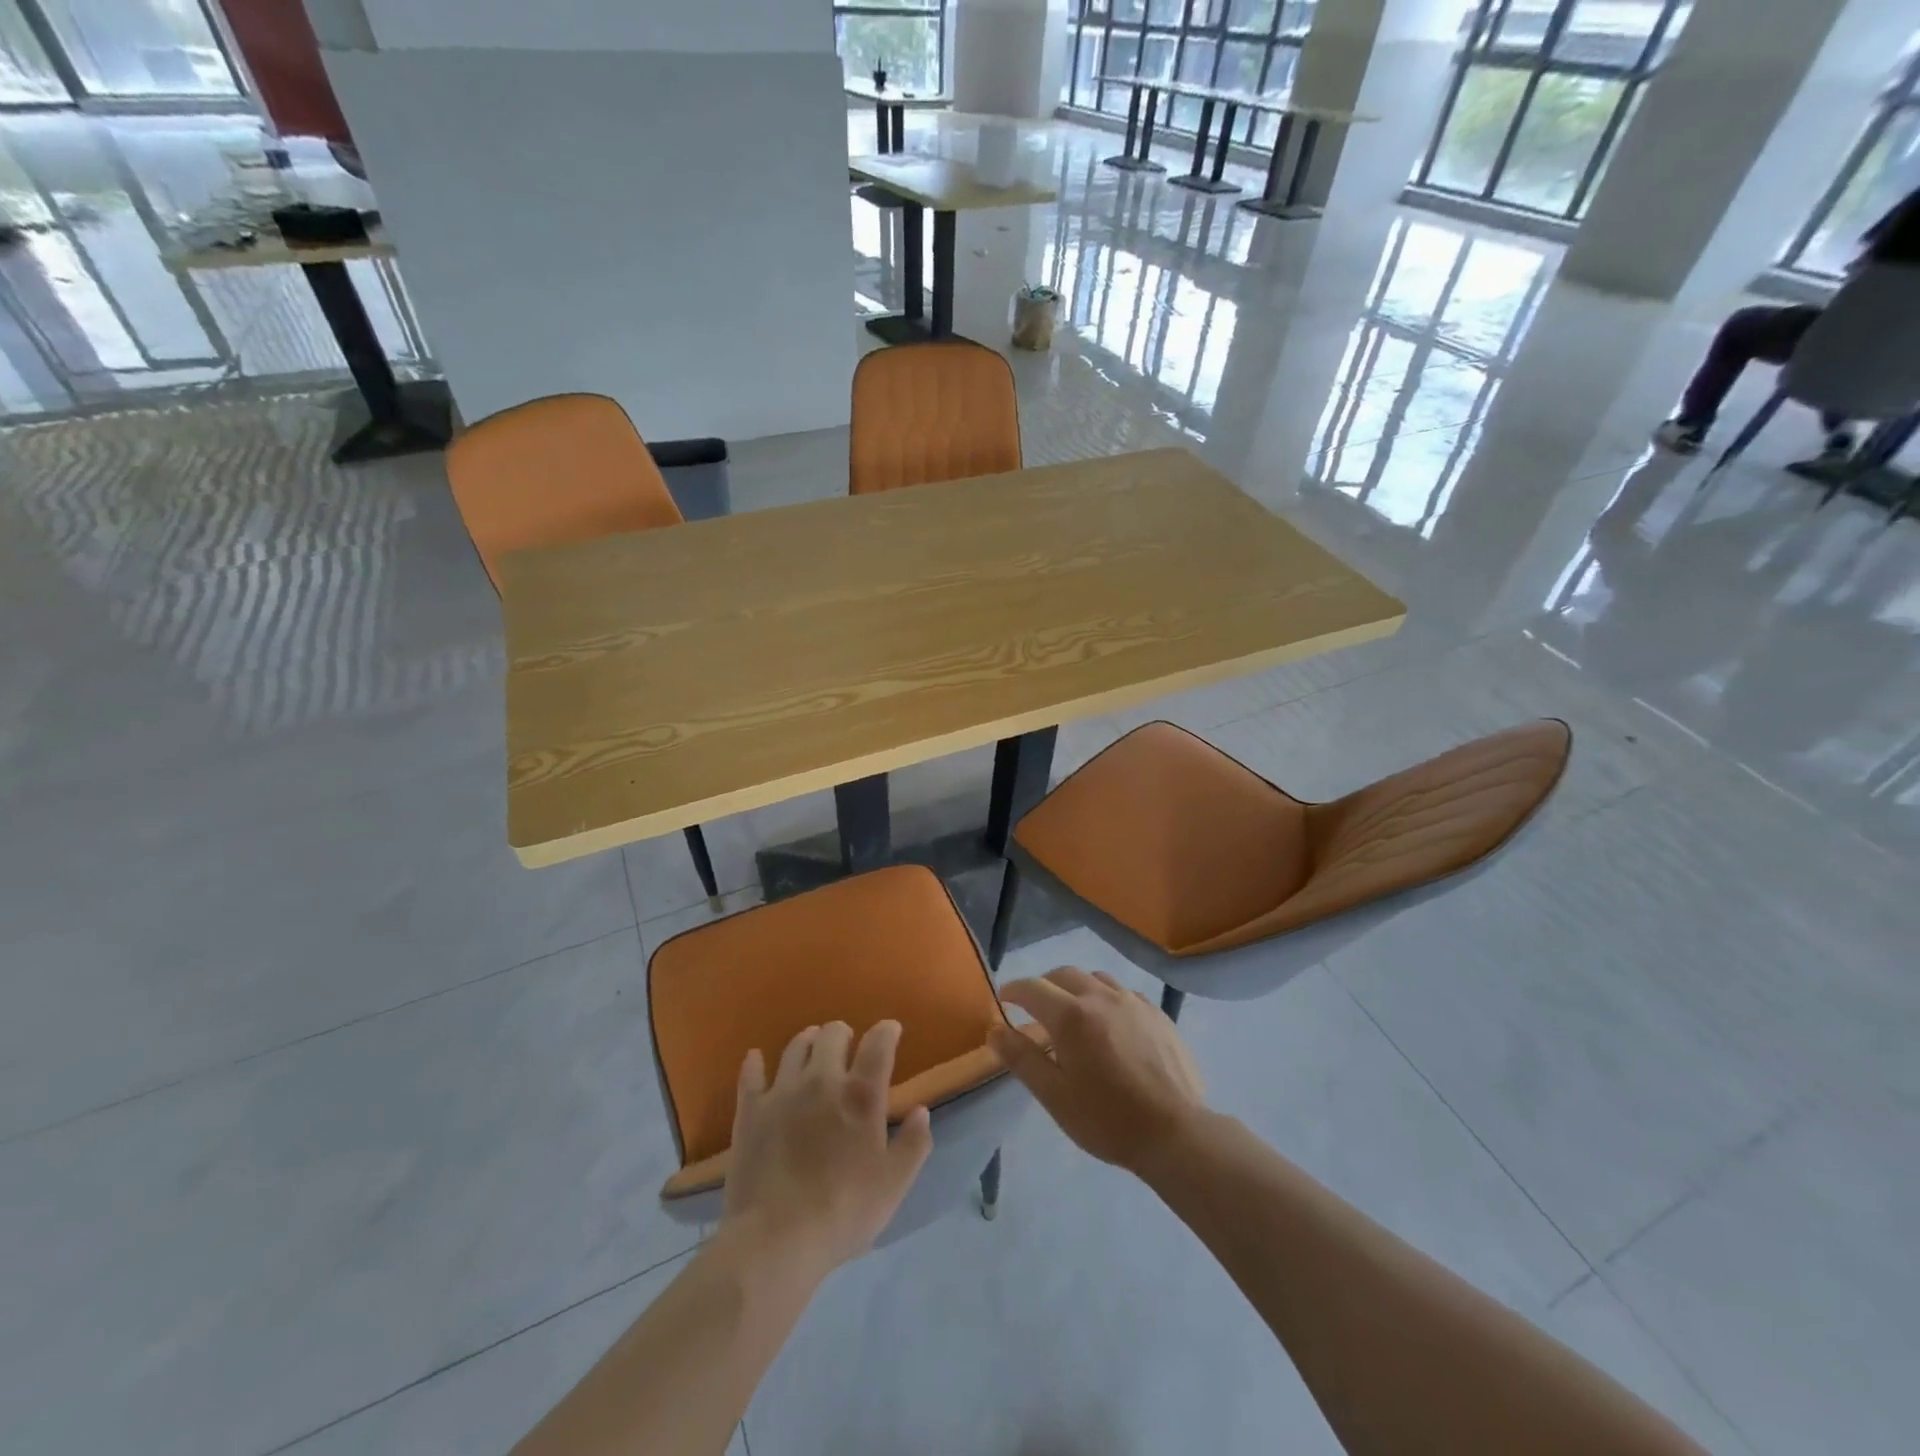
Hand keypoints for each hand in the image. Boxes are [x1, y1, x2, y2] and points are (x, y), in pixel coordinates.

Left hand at [719, 1020, 932, 1278]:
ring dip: (808, 1041)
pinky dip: (755, 1063)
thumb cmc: (843, 1212)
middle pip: (832, 1034)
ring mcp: (782, 1091)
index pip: (878, 1043)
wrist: (776, 1240)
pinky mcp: (751, 1111)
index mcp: (861, 1094)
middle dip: (844, 1033)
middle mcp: (821, 1079)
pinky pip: (751, 1074)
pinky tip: (756, 1059)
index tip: (891, 1031)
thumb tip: (921, 1111)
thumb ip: (913, 1144)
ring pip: (795, 1046)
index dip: (886, 1031)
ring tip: (812, 1047)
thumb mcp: (893, 1185)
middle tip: (848, 1045)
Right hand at [989, 968, 1204, 1174]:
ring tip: (1073, 1012)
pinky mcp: (1157, 1013)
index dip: (1014, 990)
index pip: (1032, 988)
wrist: (1176, 1133)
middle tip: (1034, 1005)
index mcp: (1071, 1016)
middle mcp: (1100, 997)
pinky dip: (1106, 998)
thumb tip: (995, 1031)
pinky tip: (1110, 1023)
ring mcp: (1133, 1002)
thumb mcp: (1055, 1096)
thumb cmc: (1107, 1119)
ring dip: (1076, 987)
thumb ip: (1022, 1059)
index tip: (1004, 998)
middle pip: (1063, 974)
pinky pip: (1123, 992)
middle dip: (1044, 984)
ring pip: (1095, 978)